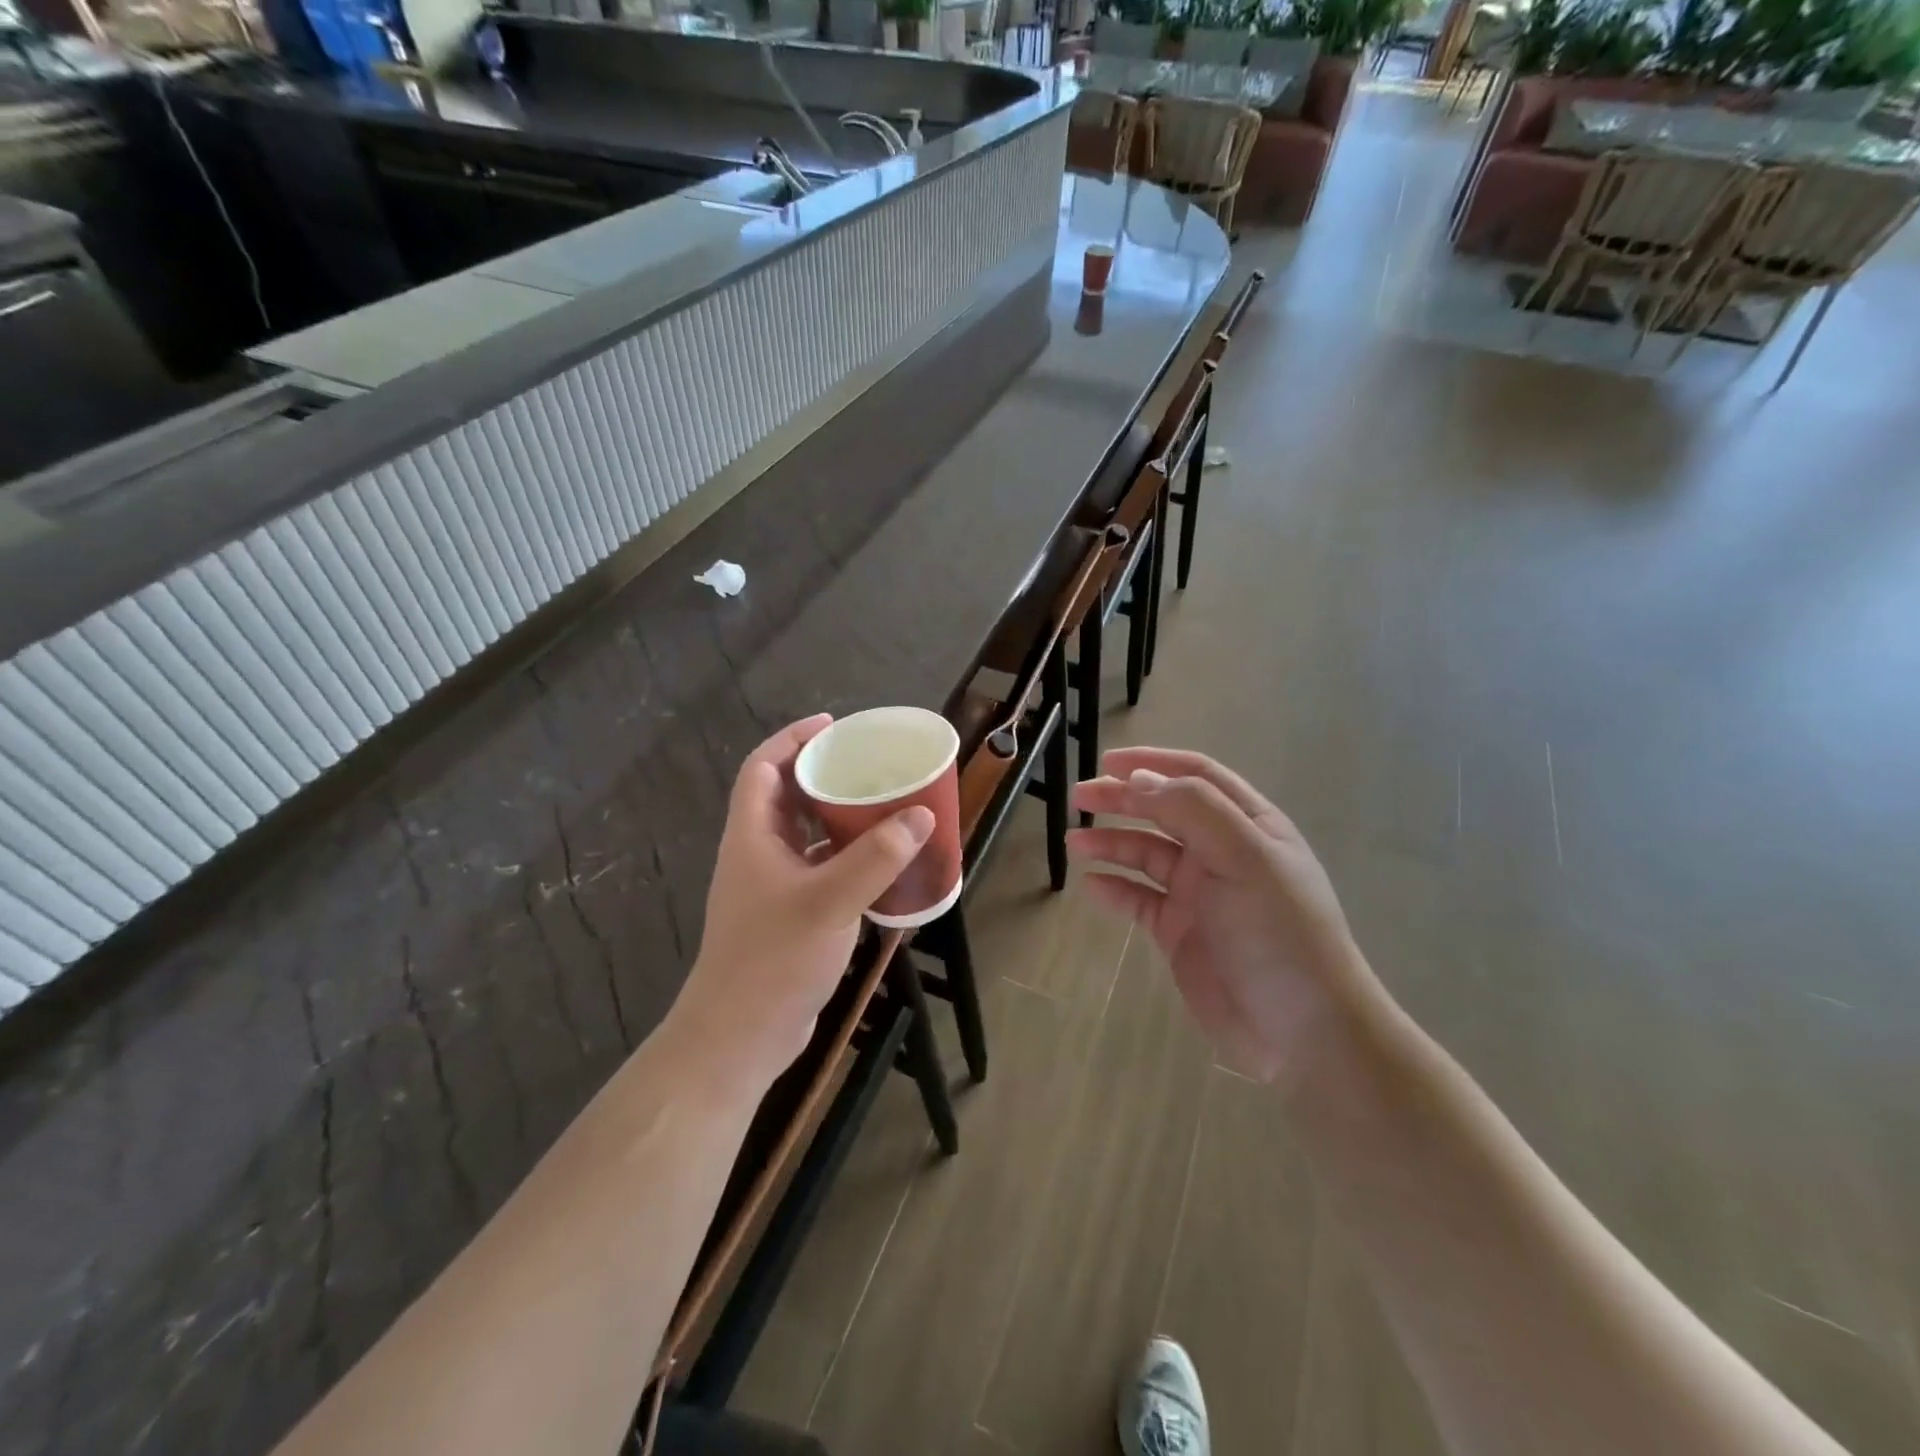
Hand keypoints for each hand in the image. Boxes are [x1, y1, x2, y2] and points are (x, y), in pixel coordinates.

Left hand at [673, 715, 933, 1090]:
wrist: (740, 1036)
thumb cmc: (774, 958)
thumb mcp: (829, 900)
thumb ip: (876, 858)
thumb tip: (920, 815)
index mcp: (752, 836)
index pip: (764, 768)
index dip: (792, 739)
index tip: (832, 726)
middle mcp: (758, 854)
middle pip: (787, 797)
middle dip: (823, 775)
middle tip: (868, 765)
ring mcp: (772, 888)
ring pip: (806, 836)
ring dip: (838, 819)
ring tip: (882, 806)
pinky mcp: (790, 916)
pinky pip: (820, 870)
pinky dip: (846, 859)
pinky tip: (881, 864)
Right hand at [1067, 747, 1375, 1084]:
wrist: (1302, 1031)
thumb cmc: (1279, 932)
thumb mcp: (1245, 858)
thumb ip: (1193, 810)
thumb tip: (1139, 778)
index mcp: (1249, 825)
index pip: (1196, 776)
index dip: (1152, 762)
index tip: (1106, 760)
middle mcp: (1223, 852)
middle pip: (1164, 810)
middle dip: (1122, 799)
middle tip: (1079, 797)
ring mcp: (1201, 893)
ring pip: (1147, 854)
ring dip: (1112, 842)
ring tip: (1075, 843)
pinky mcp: (1181, 931)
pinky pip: (1140, 899)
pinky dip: (1116, 888)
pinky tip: (1093, 886)